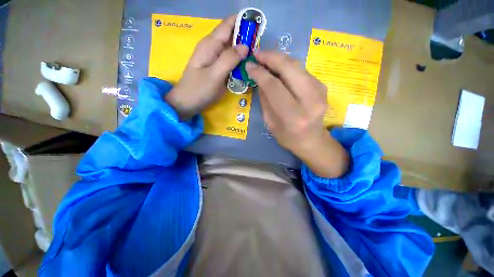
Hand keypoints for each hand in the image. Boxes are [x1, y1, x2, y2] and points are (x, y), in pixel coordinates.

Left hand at [165, 16, 248, 118]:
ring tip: (255, 58)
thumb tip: (245, 46)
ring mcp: (213, 58)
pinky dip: (238, 61)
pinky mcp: (215, 67)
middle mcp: (212, 47)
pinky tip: (245, 67)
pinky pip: (229, 60)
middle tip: (259, 50)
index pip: (228, 24)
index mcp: (210, 44)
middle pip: (231, 36)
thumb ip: (229, 59)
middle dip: (245, 39)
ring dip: (243, 51)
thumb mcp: (215, 75)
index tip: (257, 28)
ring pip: (231, 49)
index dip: (243, 22)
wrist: (186, 103)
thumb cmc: (199, 90)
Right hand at [246, 51, 348, 177]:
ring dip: (280, 58)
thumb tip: (259, 78)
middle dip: (271, 57)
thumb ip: (265, 100)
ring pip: (298, 66)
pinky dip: (289, 66)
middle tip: (258, 53)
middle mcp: (310, 102)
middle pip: (290, 69)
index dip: (260, 73)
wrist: (312, 140)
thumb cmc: (287, 137)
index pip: (275, 87)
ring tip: (266, 58)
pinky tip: (279, 67)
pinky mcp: (322, 87)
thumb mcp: (270, 123)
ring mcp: (320, 92)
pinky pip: (302, 71)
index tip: (249, 65)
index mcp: (293, 117)